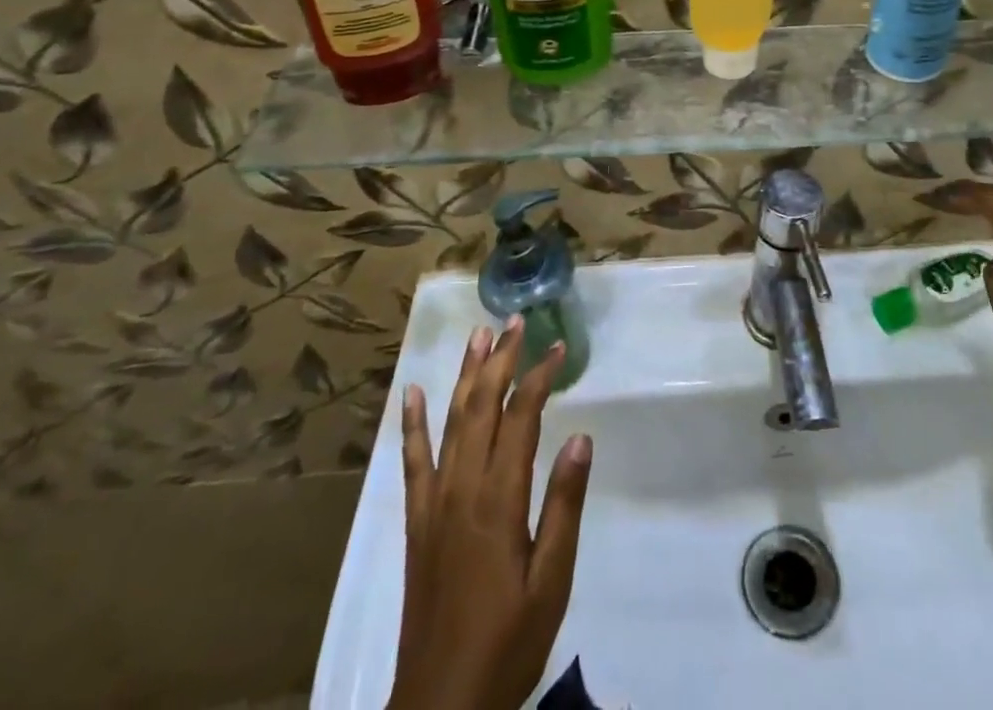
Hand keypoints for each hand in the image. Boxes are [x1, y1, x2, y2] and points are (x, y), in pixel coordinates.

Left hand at [391, 318, 593, 709]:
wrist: (440, 707)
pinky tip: (412, 394)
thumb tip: (580, 438)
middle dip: (500, 360)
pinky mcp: (417, 523)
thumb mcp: (552, 582)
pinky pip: (412, 463)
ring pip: (450, 423)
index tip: (559, 347)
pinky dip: (412, 424)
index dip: (539, 377)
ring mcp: (434, 503)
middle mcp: (462, 489)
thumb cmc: (508, 644)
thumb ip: (564, 506)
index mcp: (499, 500)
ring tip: (477, 336)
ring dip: (464, 375)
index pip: (521, 418)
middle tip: (515, 322)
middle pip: (481, 407)